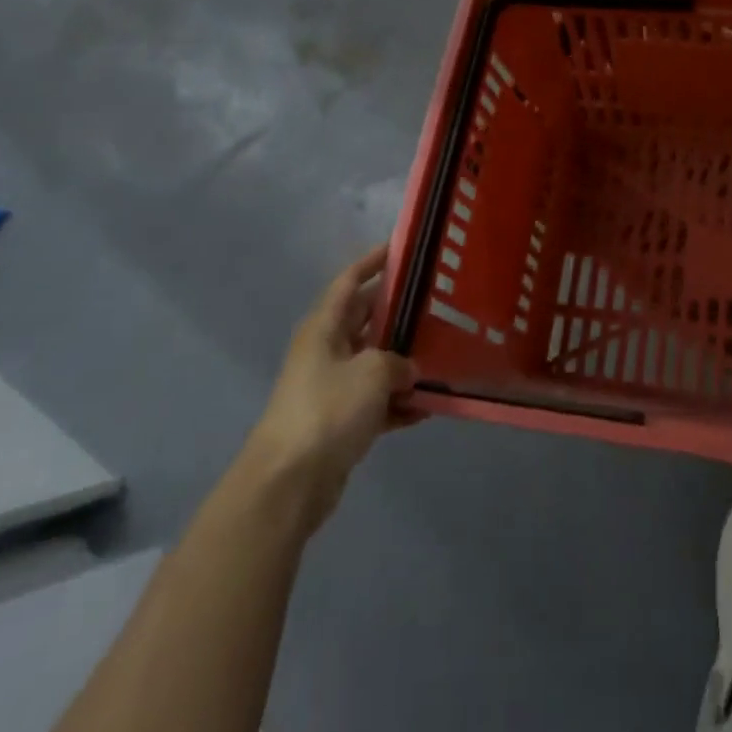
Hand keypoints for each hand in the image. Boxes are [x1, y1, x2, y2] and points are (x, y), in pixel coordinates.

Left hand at [245, 248, 418, 532]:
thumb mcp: (373, 372)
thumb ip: (398, 361)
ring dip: (404, 362)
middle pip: (366, 320)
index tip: (401, 248)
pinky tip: (429, 405)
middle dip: (398, 312)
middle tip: (437, 302)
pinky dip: (399, 402)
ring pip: (374, 362)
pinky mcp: (339, 423)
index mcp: (324, 328)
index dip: (373, 261)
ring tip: (443, 353)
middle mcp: (326, 351)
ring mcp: (331, 388)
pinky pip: (376, 401)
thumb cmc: (328, 410)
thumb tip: (408, 369)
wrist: (288, 484)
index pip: (349, 281)